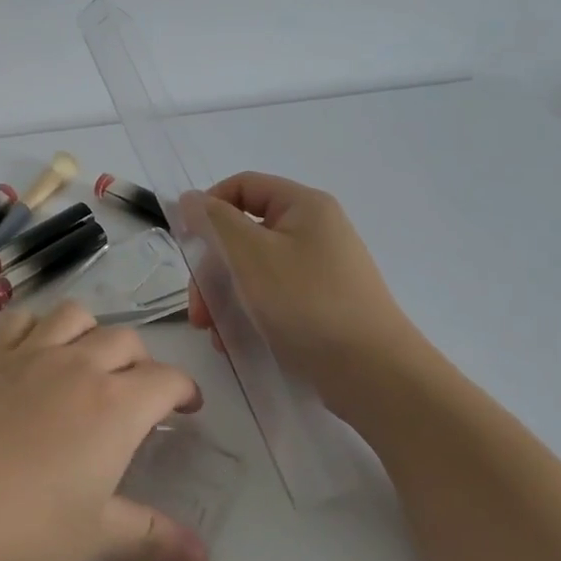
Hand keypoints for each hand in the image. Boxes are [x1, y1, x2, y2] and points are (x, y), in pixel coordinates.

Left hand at [0, 301, 207, 560]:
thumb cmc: (19, 525)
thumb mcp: (92, 537)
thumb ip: (151, 540)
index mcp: (115, 405)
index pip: (166, 379)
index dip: (184, 389)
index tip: (187, 407)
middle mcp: (78, 365)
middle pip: (125, 340)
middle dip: (142, 361)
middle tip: (140, 394)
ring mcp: (29, 354)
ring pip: (75, 315)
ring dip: (93, 330)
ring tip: (90, 361)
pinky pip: (20, 318)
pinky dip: (37, 323)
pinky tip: (33, 348)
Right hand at [183, 171, 439, 416]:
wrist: (374, 374)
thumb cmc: (306, 304)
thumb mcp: (250, 256)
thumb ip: (215, 222)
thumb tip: (191, 198)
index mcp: (304, 206)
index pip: (243, 186)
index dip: (208, 208)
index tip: (186, 244)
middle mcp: (315, 230)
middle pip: (245, 233)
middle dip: (213, 268)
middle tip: (197, 308)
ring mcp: (321, 270)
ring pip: (254, 270)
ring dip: (225, 297)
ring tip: (213, 333)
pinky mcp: (322, 305)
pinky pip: (273, 297)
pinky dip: (249, 314)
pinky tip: (234, 343)